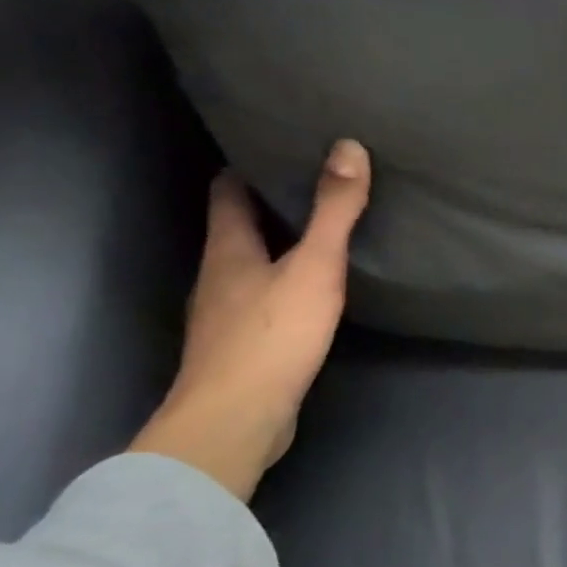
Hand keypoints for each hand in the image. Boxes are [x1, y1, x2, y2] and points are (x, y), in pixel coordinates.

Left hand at [130, 140, 371, 501]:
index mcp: (227, 249)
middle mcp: (218, 276)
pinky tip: (314, 290)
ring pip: (252, 264)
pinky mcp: (243, 346)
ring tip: (323, 230)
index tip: (284, 146)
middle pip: (239, 226)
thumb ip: (334, 211)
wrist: (237, 420)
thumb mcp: (314, 266)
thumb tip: (348, 146)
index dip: (251, 165)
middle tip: (318, 182)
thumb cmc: (273, 334)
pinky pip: (263, 298)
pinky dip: (285, 283)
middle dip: (272, 203)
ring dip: (280, 245)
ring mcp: (226, 315)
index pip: (229, 190)